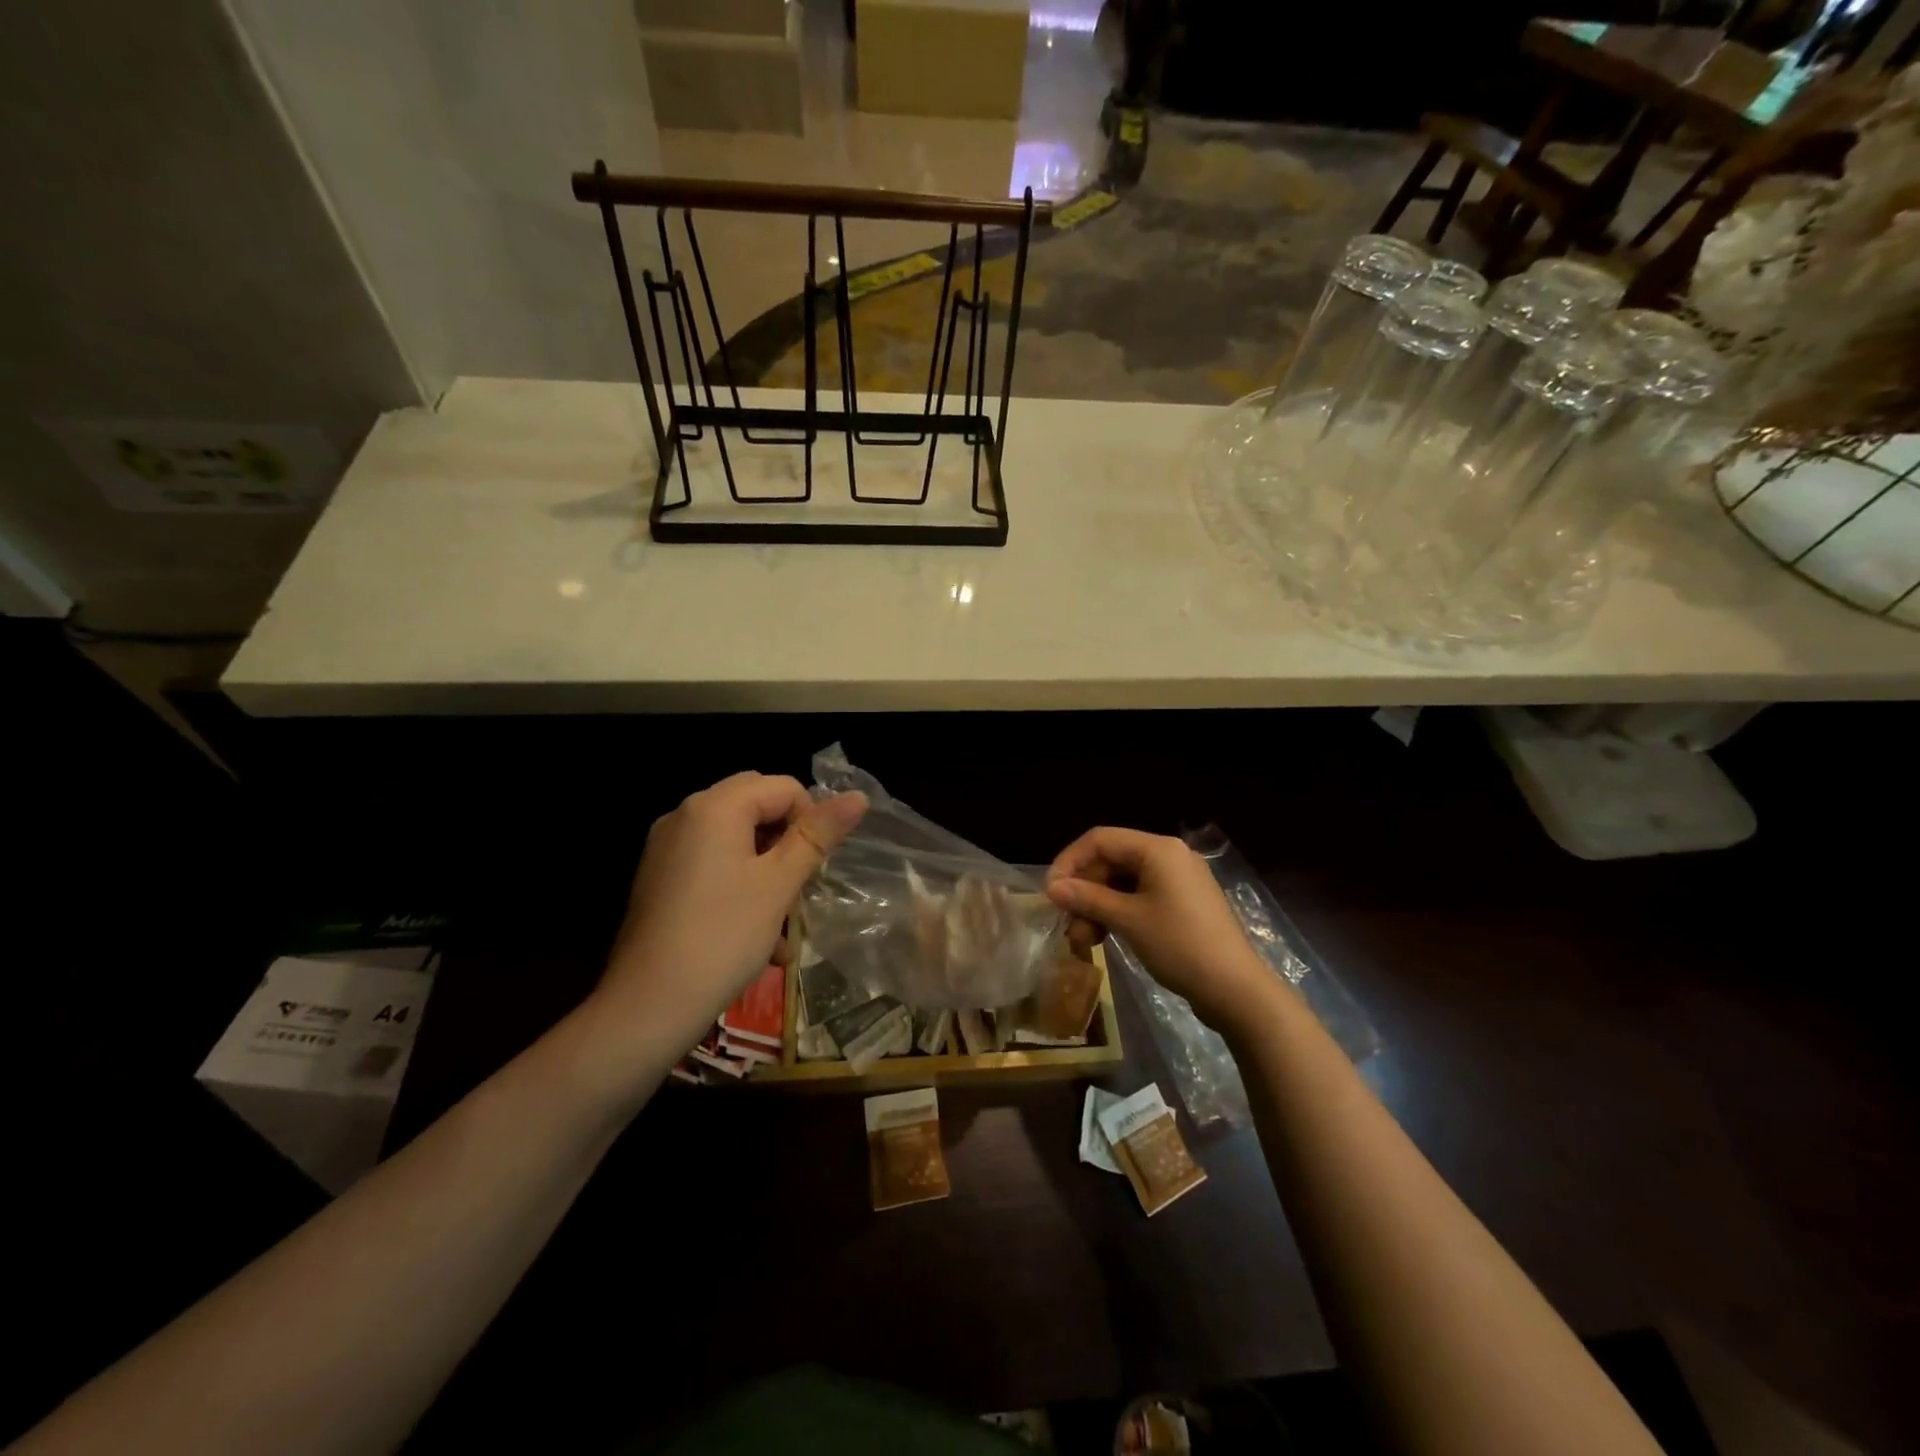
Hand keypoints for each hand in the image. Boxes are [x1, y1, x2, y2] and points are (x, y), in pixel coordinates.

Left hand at [600, 772, 866, 1043]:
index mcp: (714, 807)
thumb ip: (818, 835)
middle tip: (802, 887)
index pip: (783, 787)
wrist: (647, 1006)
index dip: (810, 821)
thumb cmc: (723, 937)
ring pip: (737, 840)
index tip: (816, 867)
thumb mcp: (780, 884)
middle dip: (788, 843)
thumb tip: (858, 797)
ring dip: (769, 872)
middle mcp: (685, 816)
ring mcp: (667, 848)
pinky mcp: (660, 880)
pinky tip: (758, 938)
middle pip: (757, 808)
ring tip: (785, 926)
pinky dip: (740, 886)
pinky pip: (713, 865)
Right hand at [1046, 827, 1271, 1029]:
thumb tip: (1052, 887)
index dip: (1069, 862)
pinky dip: (1119, 913)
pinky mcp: (1183, 903)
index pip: (1100, 839)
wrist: (1236, 990)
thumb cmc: (1180, 946)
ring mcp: (1179, 880)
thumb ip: (1088, 898)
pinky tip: (1105, 938)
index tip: (1050, 893)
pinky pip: (1140, 896)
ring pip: (1123, 882)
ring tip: (1083, 940)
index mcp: (1158, 849)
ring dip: (1098, 906)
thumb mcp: (1128, 920)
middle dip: (1085, 890)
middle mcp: (1169, 855)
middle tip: (1068, 924)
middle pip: (1111, 860)